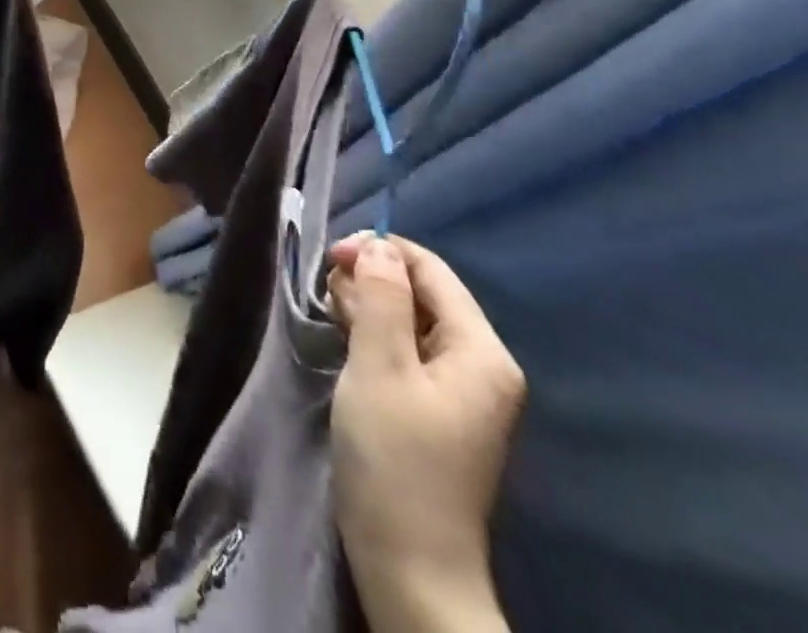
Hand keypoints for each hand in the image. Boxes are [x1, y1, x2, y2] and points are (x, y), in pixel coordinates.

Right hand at [326, 234, 523, 631]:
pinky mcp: (436, 407)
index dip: (379, 251)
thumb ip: (381, 298)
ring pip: (408, 318)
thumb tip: (378, 246)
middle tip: (327, 298)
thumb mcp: (379, 366)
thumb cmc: (394, 456)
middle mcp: (480, 364)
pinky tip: (346, 343)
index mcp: (480, 352)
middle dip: (370, 280)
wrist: (409, 560)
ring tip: (332, 320)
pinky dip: (373, 335)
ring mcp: (460, 389)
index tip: (328, 259)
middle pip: (421, 292)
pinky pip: (405, 348)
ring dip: (367, 307)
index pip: (431, 271)